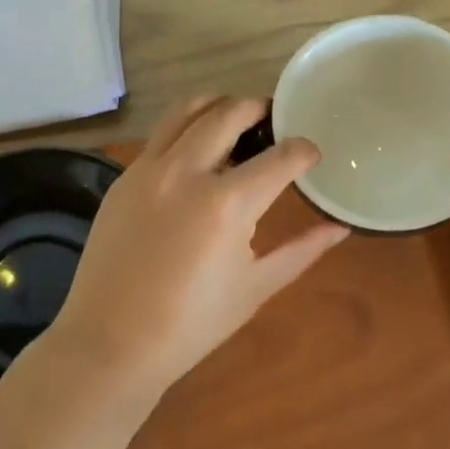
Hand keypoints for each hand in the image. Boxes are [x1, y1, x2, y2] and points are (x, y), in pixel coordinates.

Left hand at [49, 96, 349, 396]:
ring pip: (188, 109)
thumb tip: (339, 227)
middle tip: (274, 122)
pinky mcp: (124, 177)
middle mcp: (187, 172)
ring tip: (235, 120)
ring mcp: (149, 169)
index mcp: (227, 204)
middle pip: (230, 113)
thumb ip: (301, 250)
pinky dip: (186, 128)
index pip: (280, 157)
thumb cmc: (191, 324)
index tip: (311, 154)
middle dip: (259, 109)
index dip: (304, 151)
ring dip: (218, 105)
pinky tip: (196, 152)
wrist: (110, 343)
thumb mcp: (255, 287)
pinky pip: (161, 134)